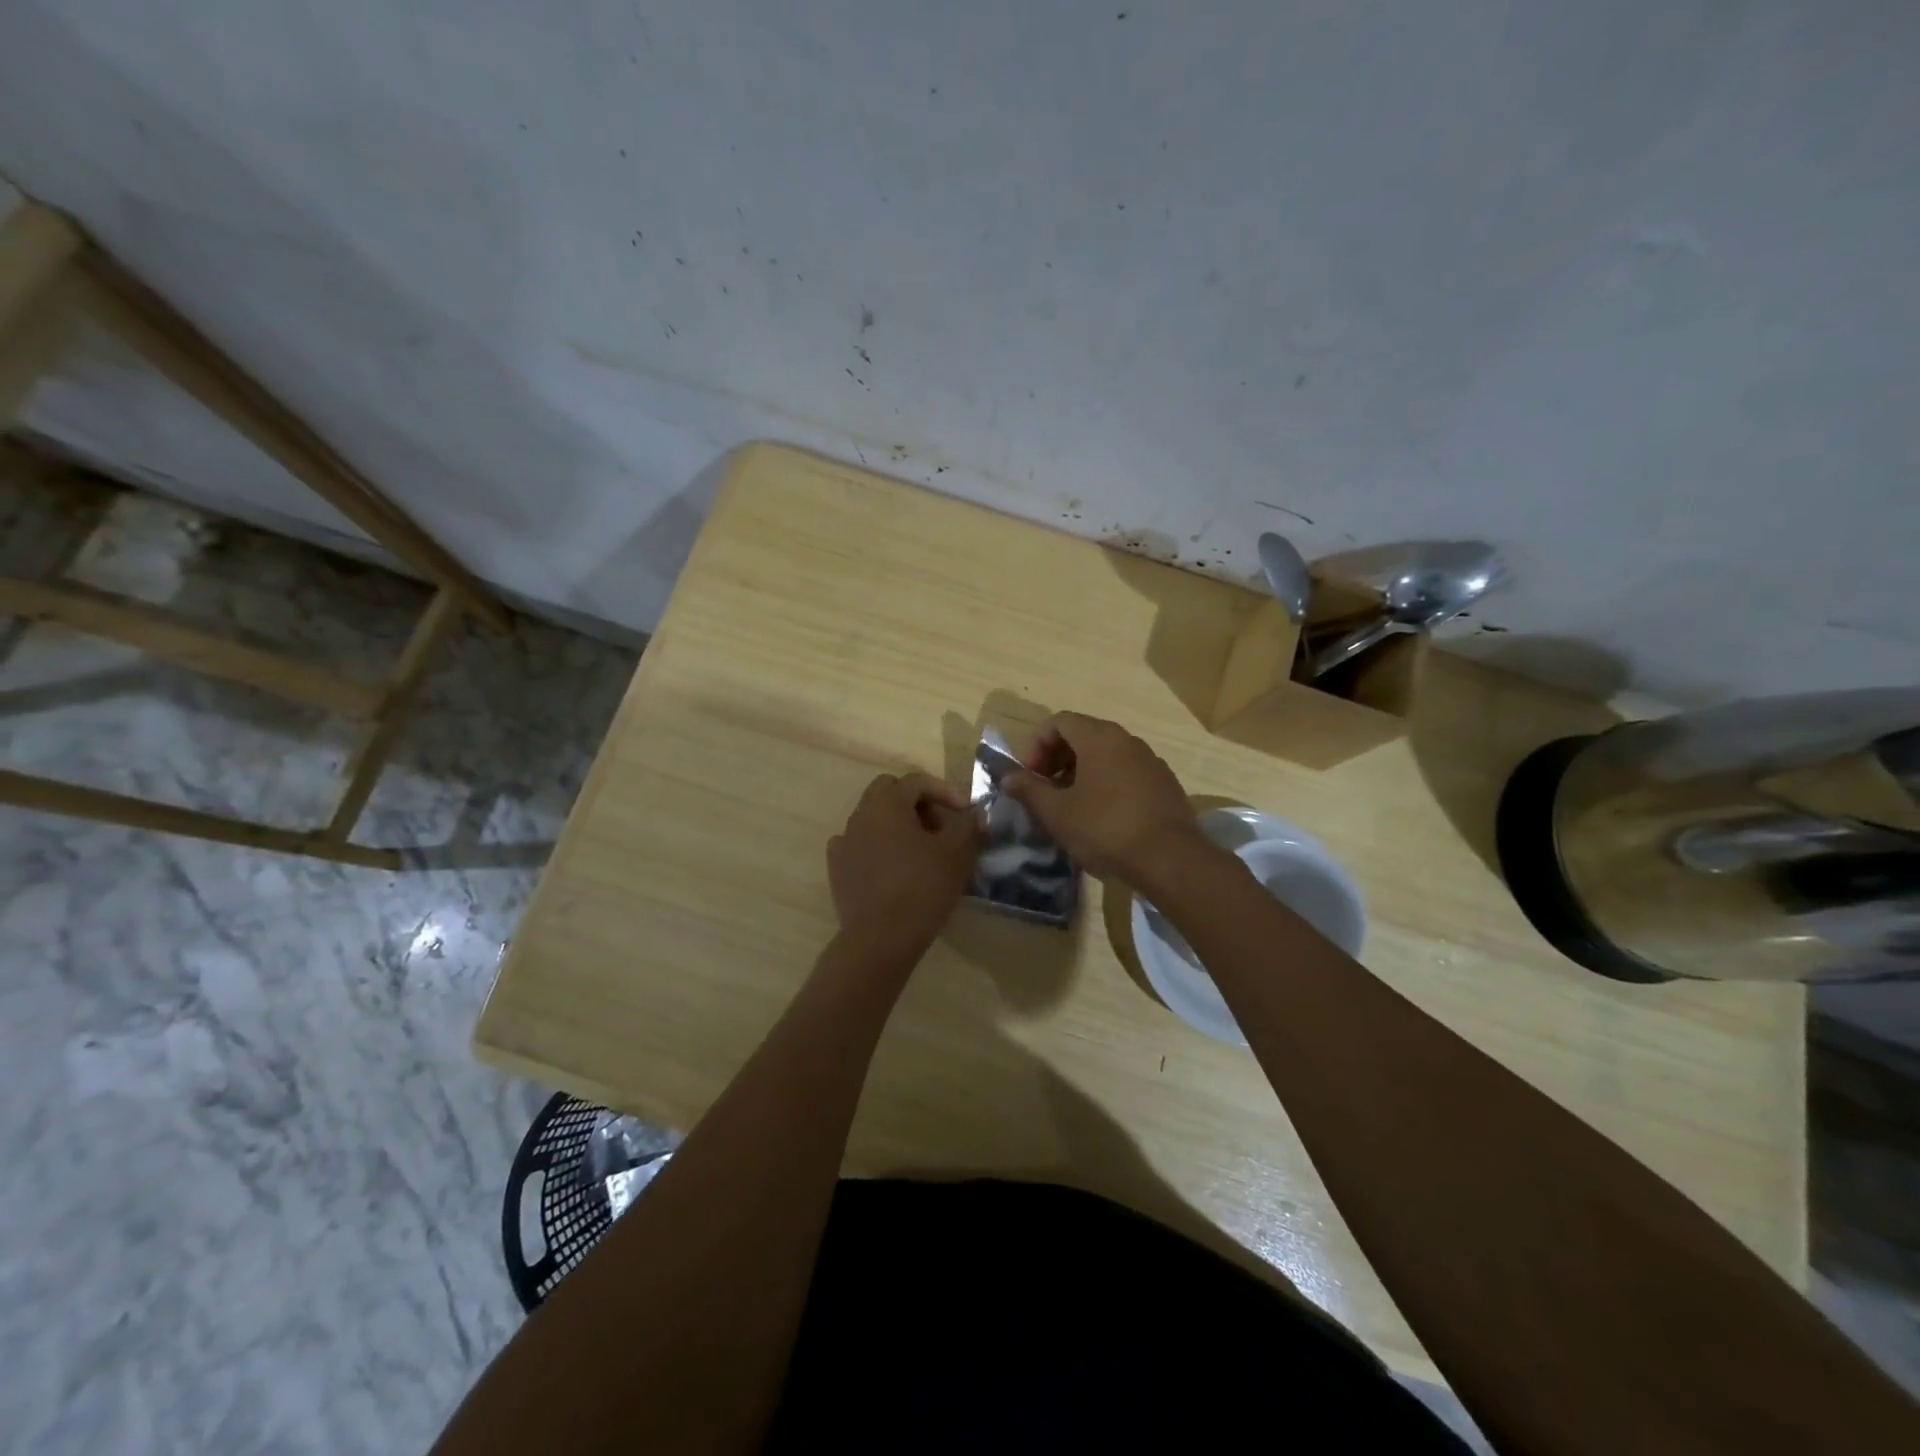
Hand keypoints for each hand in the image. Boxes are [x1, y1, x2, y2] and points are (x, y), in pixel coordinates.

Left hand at [828, 771, 980, 960]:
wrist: (881, 938)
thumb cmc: (922, 888)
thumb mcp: (957, 853)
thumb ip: (968, 824)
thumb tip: (974, 814)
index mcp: (887, 802)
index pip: (917, 781)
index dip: (946, 791)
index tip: (967, 812)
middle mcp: (860, 814)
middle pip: (890, 792)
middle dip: (917, 802)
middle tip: (941, 825)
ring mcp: (844, 841)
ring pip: (874, 818)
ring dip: (898, 825)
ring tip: (921, 849)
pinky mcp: (837, 868)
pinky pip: (860, 844)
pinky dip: (878, 847)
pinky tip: (893, 866)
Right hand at [1002, 713, 1207, 885]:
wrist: (1170, 859)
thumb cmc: (1105, 828)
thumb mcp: (1057, 812)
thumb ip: (1028, 789)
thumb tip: (1007, 777)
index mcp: (1099, 737)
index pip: (1059, 722)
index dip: (1036, 745)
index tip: (1030, 776)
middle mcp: (1127, 740)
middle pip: (1083, 735)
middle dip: (1057, 759)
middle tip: (1045, 790)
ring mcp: (1150, 761)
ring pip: (1106, 755)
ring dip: (1081, 772)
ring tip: (1071, 806)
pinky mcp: (1164, 784)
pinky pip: (1126, 772)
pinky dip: (1107, 784)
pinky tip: (1102, 817)